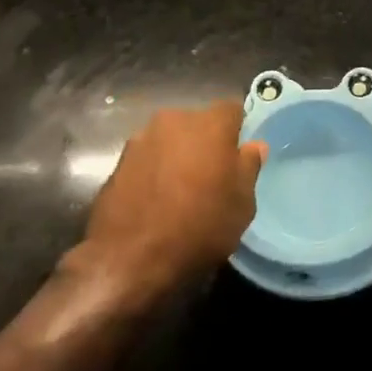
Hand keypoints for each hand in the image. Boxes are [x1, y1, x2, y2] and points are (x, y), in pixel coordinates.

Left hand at [70, 102, 267, 301]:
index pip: (232, 111)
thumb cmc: (199, 228)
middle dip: (205, 142)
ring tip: (179, 190)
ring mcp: (141, 139)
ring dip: (177, 156)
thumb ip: (249, 167)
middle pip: (198, 123)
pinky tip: (155, 200)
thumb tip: (254, 146)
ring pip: (170, 139)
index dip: (238, 131)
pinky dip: (153, 171)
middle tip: (211, 176)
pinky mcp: (118, 161)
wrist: (130, 259)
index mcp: (210, 124)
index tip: (239, 156)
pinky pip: (147, 158)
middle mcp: (174, 120)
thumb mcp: (242, 204)